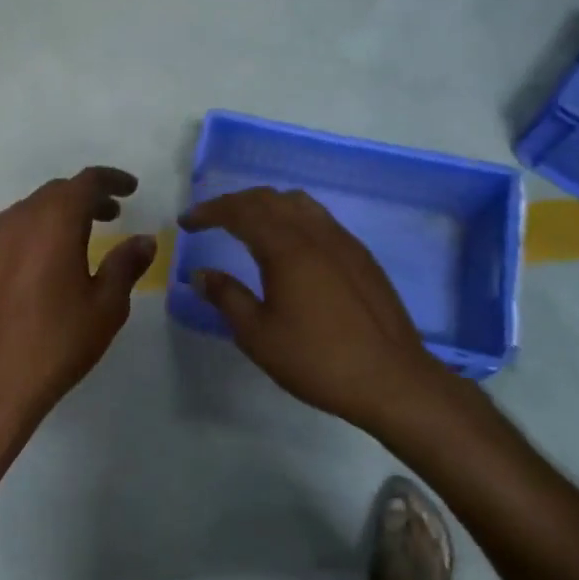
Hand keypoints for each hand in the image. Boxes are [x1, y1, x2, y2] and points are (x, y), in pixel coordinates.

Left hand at [0, 167, 155, 451]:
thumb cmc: (56, 344)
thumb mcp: (105, 308)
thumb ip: (126, 265)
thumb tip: (143, 240)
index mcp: (54, 222)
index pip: (86, 182)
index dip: (111, 180)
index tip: (129, 189)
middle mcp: (14, 220)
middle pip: (52, 194)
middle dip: (82, 200)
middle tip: (106, 217)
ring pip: (21, 216)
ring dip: (48, 221)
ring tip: (67, 247)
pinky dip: (18, 244)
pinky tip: (26, 275)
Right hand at [180, 187, 477, 441]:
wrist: (392, 380)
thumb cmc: (317, 360)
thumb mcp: (258, 335)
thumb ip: (227, 298)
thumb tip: (201, 274)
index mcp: (286, 248)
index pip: (239, 212)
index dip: (208, 212)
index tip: (186, 223)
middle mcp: (314, 233)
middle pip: (268, 199)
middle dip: (234, 203)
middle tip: (210, 220)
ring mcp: (343, 241)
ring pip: (298, 203)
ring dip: (266, 205)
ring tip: (247, 224)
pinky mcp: (361, 256)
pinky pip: (319, 218)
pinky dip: (292, 217)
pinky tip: (289, 244)